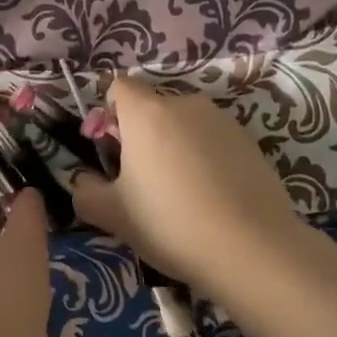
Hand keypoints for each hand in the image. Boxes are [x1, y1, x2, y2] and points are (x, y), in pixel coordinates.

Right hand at [71, 78, 302, 293]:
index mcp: (146, 111)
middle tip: (143, 182)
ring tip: (182, 195)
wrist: (252, 249)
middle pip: (152, 107)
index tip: (112, 151)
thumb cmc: (170, 223)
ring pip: (185, 125)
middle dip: (142, 135)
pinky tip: (212, 199)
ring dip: (175, 147)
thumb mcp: (112, 215)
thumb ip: (85, 191)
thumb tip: (83, 181)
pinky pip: (214, 141)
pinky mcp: (250, 141)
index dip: (109, 114)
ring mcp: (222, 120)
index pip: (119, 87)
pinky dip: (206, 159)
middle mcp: (184, 103)